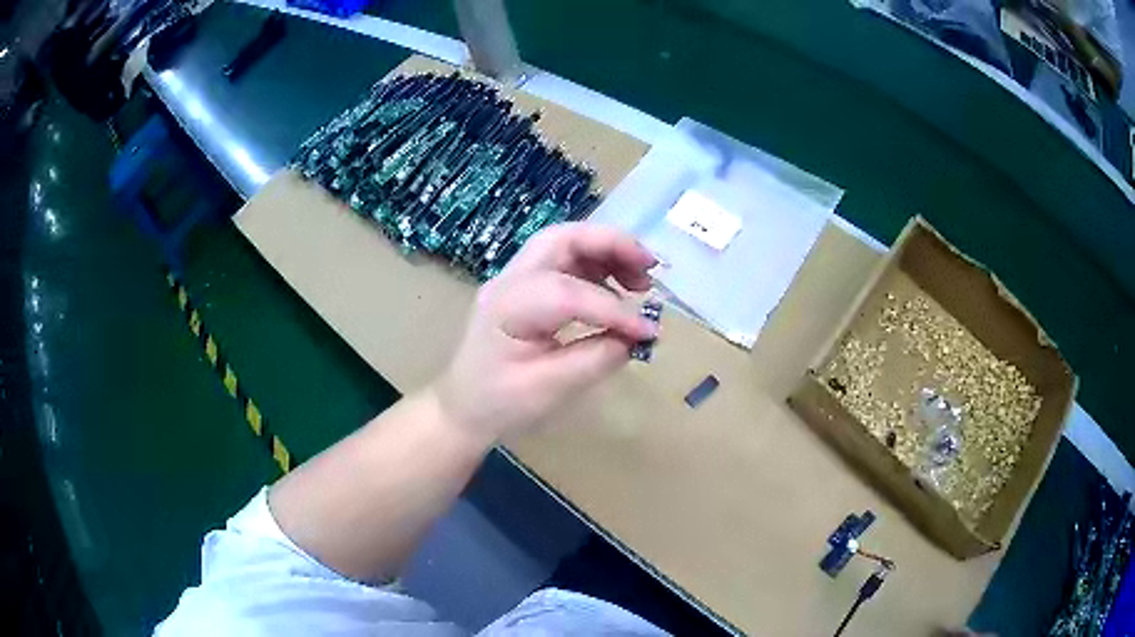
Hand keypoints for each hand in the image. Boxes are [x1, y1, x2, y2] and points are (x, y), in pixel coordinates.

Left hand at [432, 223, 657, 442]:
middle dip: (611, 244)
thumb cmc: (500, 404)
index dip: (614, 310)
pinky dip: (595, 266)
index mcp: (507, 308)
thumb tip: (636, 337)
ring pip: (564, 244)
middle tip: (650, 267)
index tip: (648, 332)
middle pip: (562, 239)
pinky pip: (563, 262)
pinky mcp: (525, 287)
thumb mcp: (550, 391)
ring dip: (606, 252)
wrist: (462, 407)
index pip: (568, 294)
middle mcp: (508, 281)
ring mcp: (514, 280)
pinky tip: (617, 289)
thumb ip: (596, 359)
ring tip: (640, 280)